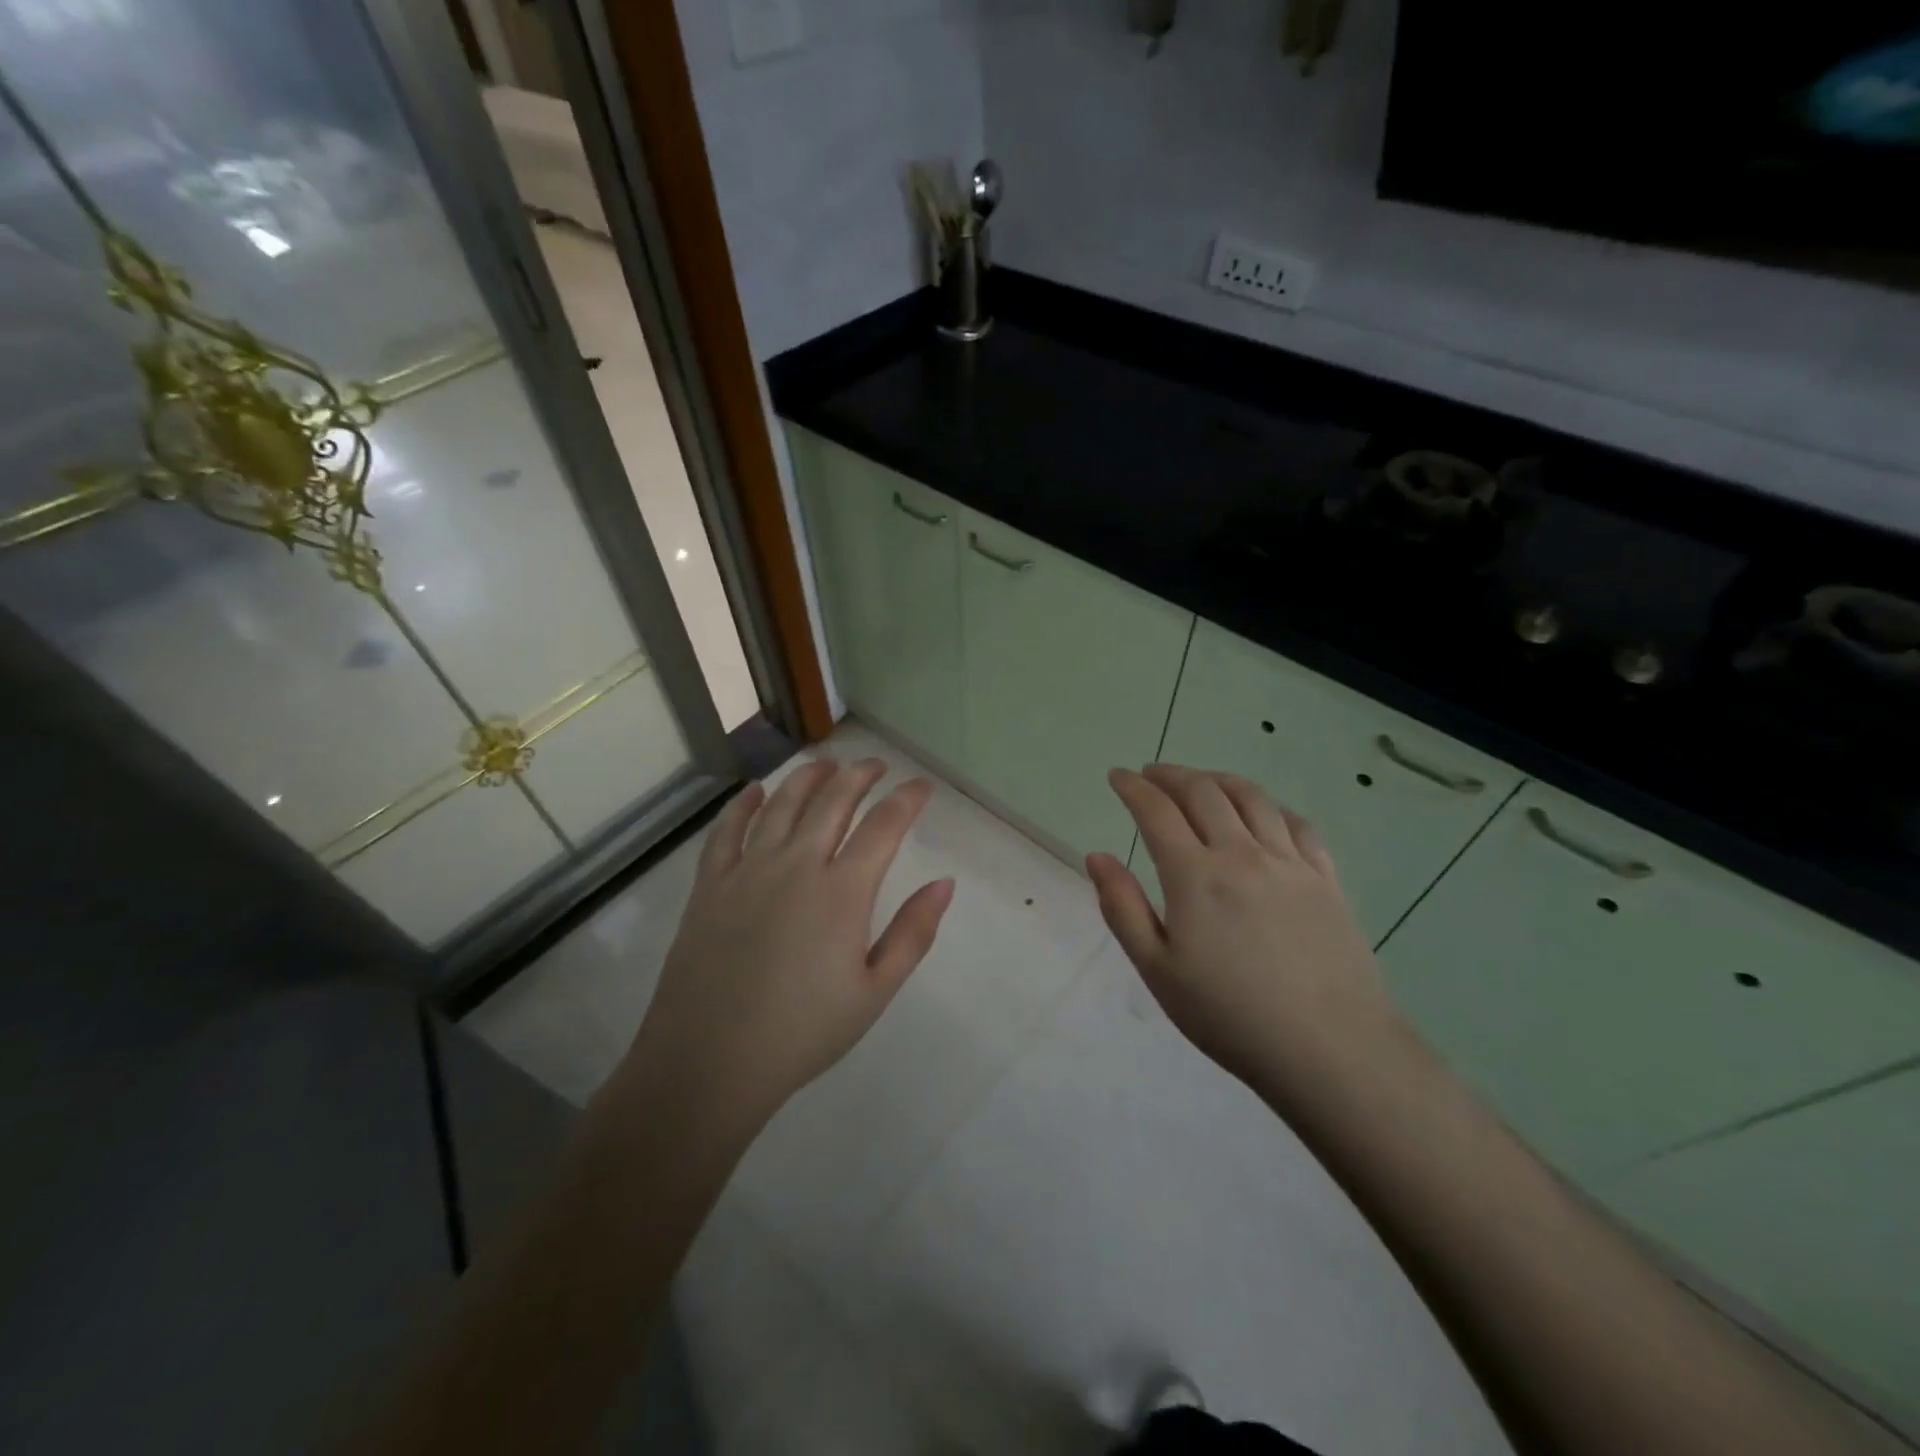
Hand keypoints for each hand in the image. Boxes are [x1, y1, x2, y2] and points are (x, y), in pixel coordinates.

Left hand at [614, 758, 954, 1130]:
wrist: (709, 1062)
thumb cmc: (803, 1033)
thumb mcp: (874, 992)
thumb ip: (913, 933)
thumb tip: (945, 883)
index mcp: (842, 891)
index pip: (884, 826)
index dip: (907, 800)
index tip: (921, 787)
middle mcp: (796, 865)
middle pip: (833, 801)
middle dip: (860, 775)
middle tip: (876, 766)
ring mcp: (748, 870)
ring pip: (782, 804)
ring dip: (808, 777)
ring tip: (826, 764)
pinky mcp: (710, 885)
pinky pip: (727, 830)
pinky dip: (743, 805)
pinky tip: (755, 792)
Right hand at [1086, 765, 1399, 1097]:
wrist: (1331, 1050)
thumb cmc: (1230, 1016)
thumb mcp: (1158, 970)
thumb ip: (1123, 907)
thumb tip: (1097, 856)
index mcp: (1195, 875)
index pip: (1156, 811)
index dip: (1132, 787)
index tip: (1117, 776)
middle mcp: (1241, 854)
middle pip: (1203, 792)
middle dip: (1171, 775)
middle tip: (1152, 775)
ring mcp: (1289, 863)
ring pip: (1251, 798)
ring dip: (1218, 779)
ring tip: (1201, 782)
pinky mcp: (1326, 879)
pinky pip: (1298, 824)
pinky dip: (1271, 806)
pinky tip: (1264, 813)